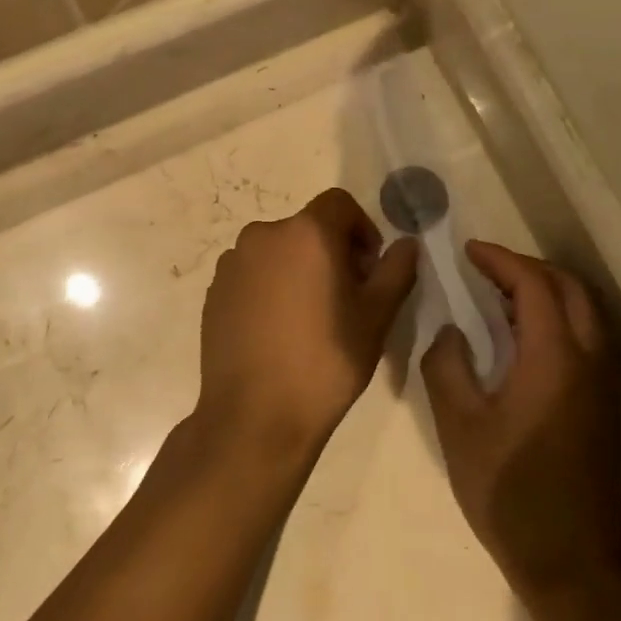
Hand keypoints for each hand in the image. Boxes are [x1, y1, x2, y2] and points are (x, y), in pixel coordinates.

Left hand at [197, 188, 418, 460]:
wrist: (255, 416)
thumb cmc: (325, 361)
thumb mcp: (376, 317)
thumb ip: (395, 271)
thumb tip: (406, 244)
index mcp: (305, 232)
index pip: (339, 204)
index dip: (362, 228)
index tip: (369, 267)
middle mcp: (263, 235)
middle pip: (307, 227)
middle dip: (332, 250)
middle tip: (347, 296)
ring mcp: (232, 263)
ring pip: (277, 251)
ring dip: (299, 268)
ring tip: (311, 316)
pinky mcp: (214, 291)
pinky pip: (252, 274)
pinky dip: (270, 287)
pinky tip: (279, 330)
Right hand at [423, 243, 620, 600]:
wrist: (571, 562)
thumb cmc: (509, 490)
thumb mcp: (459, 425)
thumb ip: (447, 365)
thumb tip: (452, 332)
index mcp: (555, 357)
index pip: (534, 284)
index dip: (500, 260)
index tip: (467, 251)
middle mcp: (589, 359)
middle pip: (569, 288)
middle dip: (528, 268)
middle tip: (485, 270)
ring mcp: (603, 383)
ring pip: (583, 311)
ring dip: (545, 291)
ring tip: (498, 298)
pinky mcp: (604, 404)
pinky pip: (585, 336)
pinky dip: (556, 317)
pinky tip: (520, 340)